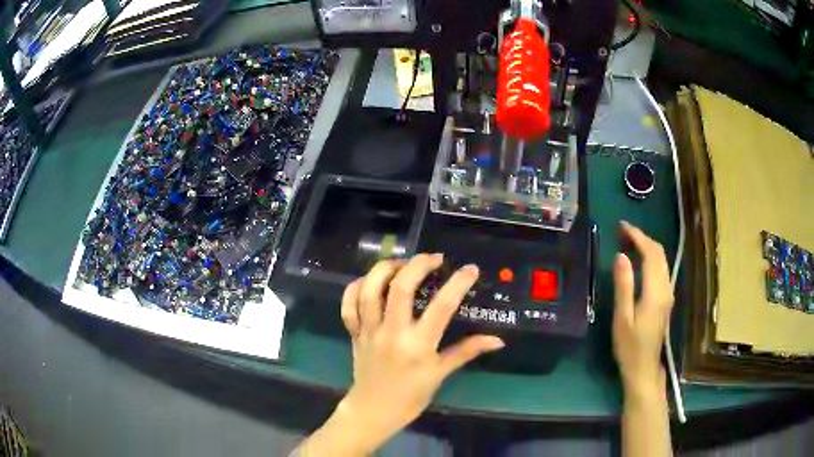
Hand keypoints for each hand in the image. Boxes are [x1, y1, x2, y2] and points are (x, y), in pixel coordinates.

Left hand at [332, 254, 503, 453]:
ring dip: (385, 269)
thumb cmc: (411, 396)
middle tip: (433, 259)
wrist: (373, 411)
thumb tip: (497, 340)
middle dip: (417, 265)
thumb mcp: (441, 374)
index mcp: (418, 345)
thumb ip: (467, 352)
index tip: (470, 269)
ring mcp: (369, 331)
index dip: (458, 283)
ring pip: (370, 290)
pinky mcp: (354, 333)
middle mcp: (392, 333)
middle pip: (400, 287)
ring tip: (402, 263)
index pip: (441, 307)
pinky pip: (349, 305)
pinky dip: (355, 288)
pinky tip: (369, 281)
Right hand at [612, 221, 673, 397]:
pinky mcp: (666, 299)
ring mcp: (668, 293)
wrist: (644, 368)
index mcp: (655, 291)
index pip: (651, 253)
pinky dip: (650, 258)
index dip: (638, 236)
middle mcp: (665, 288)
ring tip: (628, 242)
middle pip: (659, 253)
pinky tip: (638, 261)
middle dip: (642, 238)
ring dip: (647, 246)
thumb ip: (623, 286)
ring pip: (662, 260)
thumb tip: (621, 255)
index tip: (622, 227)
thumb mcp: (622, 318)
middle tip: (622, 232)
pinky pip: (661, 269)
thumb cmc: (629, 347)